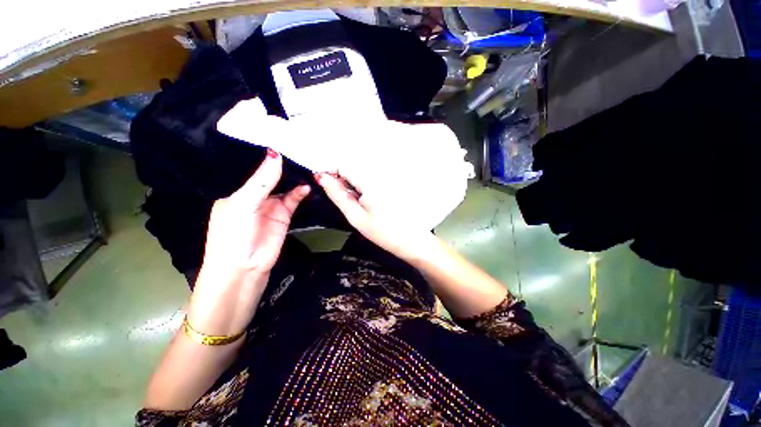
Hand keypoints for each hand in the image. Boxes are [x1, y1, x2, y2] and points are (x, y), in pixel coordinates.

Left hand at [187, 150, 309, 334]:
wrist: (244, 268)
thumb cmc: (233, 234)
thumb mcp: (243, 204)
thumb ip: (262, 181)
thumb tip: (275, 154)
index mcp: (236, 191)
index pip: (252, 168)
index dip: (264, 155)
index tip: (280, 138)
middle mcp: (254, 195)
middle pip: (270, 175)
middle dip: (282, 164)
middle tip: (298, 147)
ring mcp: (270, 205)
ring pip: (284, 186)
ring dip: (294, 177)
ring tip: (307, 163)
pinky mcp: (284, 215)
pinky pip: (294, 199)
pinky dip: (300, 192)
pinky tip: (307, 185)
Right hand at [315, 172, 434, 262]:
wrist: (413, 241)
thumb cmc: (385, 233)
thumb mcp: (356, 217)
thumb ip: (338, 195)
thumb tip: (322, 178)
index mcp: (371, 181)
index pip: (343, 165)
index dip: (330, 173)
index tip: (323, 184)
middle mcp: (381, 174)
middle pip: (353, 169)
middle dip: (342, 181)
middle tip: (345, 202)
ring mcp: (389, 178)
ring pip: (362, 175)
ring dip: (353, 185)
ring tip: (359, 205)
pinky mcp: (394, 183)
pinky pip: (373, 180)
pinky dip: (365, 188)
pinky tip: (370, 204)